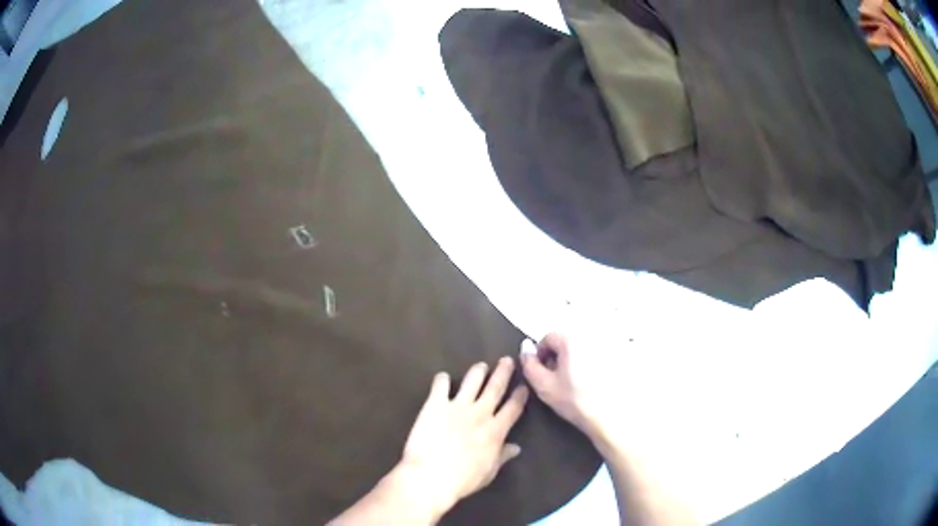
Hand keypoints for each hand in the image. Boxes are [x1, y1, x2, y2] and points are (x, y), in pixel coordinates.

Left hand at [397, 357, 528, 515]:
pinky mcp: (435, 404)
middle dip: (503, 372)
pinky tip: (442, 377)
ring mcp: (458, 406)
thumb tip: (516, 448)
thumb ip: (502, 456)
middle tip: (507, 360)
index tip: (523, 386)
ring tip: (481, 365)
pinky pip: (441, 385)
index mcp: (496, 430)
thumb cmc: (464, 479)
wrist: (432, 474)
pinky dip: (442, 379)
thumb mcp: (489, 471)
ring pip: (472, 381)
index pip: (513, 408)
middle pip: (496, 388)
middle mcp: (480, 413)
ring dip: (478, 371)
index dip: (520, 395)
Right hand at [520, 333, 628, 450]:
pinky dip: (591, 364)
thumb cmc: (575, 401)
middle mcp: (591, 336)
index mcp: (571, 339)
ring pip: (582, 348)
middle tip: (557, 379)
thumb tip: (525, 348)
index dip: (540, 354)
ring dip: (574, 360)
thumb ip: (529, 365)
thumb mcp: (544, 386)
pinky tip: (591, 382)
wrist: (610, 416)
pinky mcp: (618, 356)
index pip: (548, 337)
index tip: (542, 373)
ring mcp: (607, 345)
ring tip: (574, 382)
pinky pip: (597, 355)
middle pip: (566, 341)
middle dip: (558, 357)